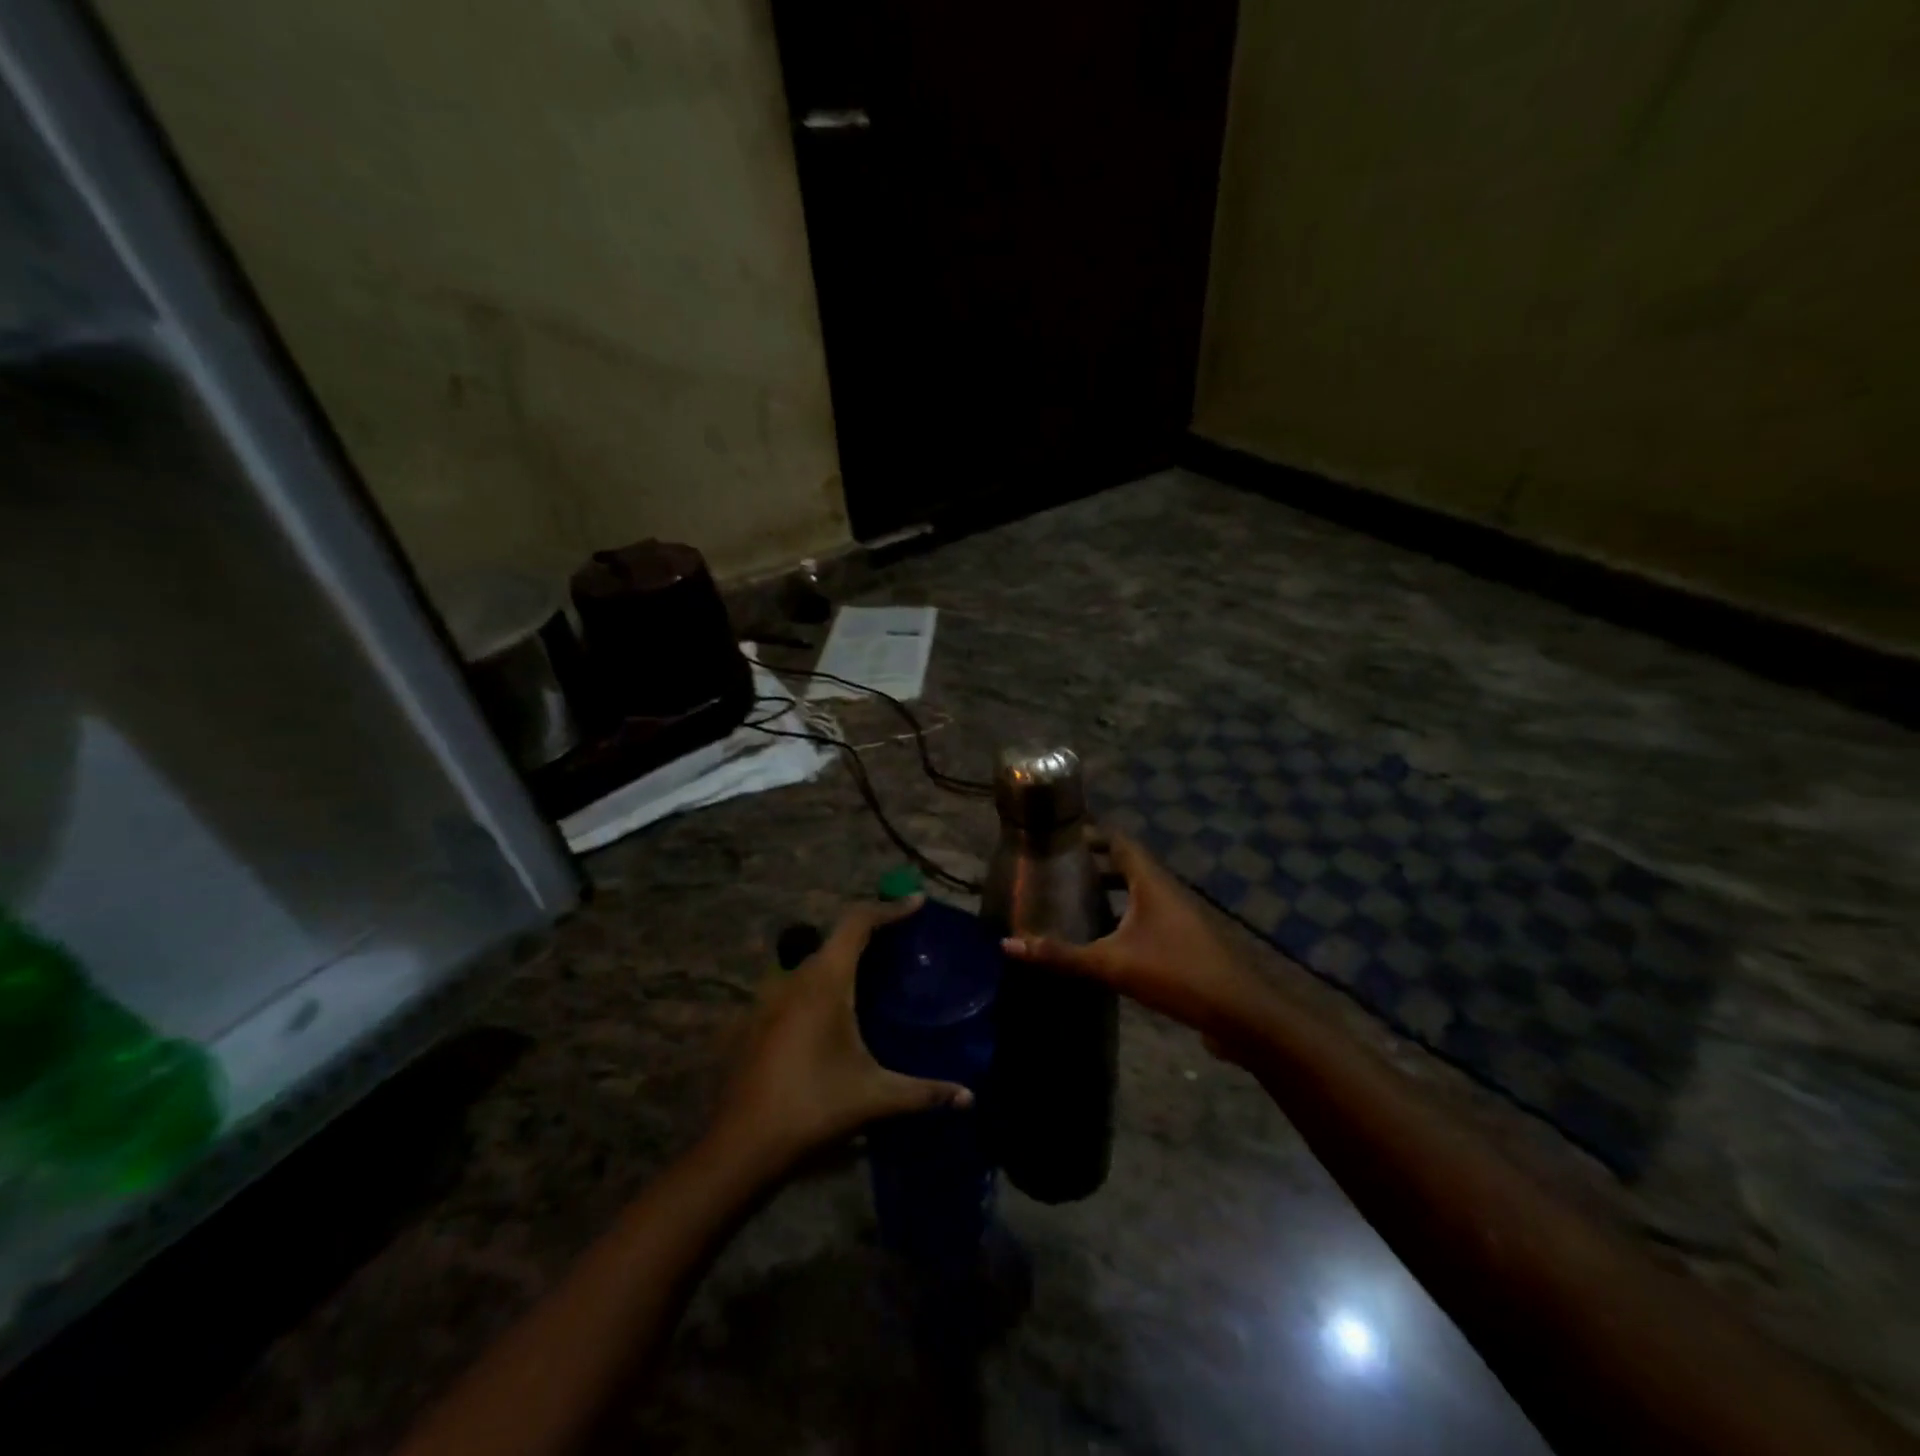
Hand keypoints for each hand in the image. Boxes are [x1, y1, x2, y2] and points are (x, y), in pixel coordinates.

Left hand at [712, 897, 972, 1169]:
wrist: (741, 1147)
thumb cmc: (813, 1107)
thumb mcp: (875, 1098)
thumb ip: (924, 1092)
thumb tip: (970, 1098)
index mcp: (825, 981)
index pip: (858, 923)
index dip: (889, 908)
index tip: (917, 902)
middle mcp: (794, 978)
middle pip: (836, 938)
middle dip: (870, 933)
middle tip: (902, 942)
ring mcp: (769, 999)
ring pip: (813, 963)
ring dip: (843, 961)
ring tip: (874, 976)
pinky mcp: (756, 1021)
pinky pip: (796, 986)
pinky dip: (822, 985)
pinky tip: (836, 1015)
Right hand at [1002, 833, 1271, 1040]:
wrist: (1238, 1013)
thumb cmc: (1176, 973)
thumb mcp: (1111, 964)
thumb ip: (1061, 954)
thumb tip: (1009, 943)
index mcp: (1151, 883)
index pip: (1120, 842)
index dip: (1092, 835)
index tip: (1061, 837)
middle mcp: (1167, 892)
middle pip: (1128, 866)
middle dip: (1095, 866)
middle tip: (1060, 871)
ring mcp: (1181, 918)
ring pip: (1140, 894)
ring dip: (1111, 893)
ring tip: (1077, 902)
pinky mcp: (1187, 943)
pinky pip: (1149, 919)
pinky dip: (1125, 918)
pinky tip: (1106, 942)